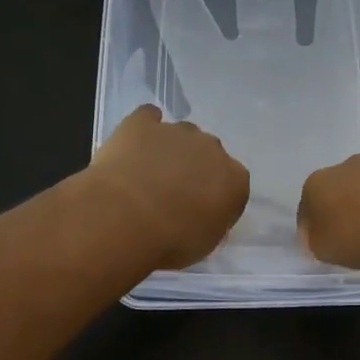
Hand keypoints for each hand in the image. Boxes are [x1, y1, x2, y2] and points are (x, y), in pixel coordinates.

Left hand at [87, 105, 249, 269]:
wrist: (125, 217)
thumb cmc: (170, 240)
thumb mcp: (204, 243)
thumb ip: (211, 221)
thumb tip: (205, 213)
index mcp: (234, 179)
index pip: (233, 182)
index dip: (216, 195)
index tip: (200, 210)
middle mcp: (212, 148)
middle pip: (208, 153)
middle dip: (195, 167)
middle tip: (172, 193)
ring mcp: (177, 131)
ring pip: (181, 134)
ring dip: (171, 149)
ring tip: (147, 173)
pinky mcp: (142, 123)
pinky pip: (148, 117)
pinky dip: (145, 126)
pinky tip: (134, 141)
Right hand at [297, 153, 359, 267]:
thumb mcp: (330, 250)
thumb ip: (317, 243)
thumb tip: (317, 235)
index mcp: (316, 185)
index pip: (305, 211)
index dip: (314, 232)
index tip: (328, 248)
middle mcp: (343, 166)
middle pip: (338, 194)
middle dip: (345, 213)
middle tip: (359, 240)